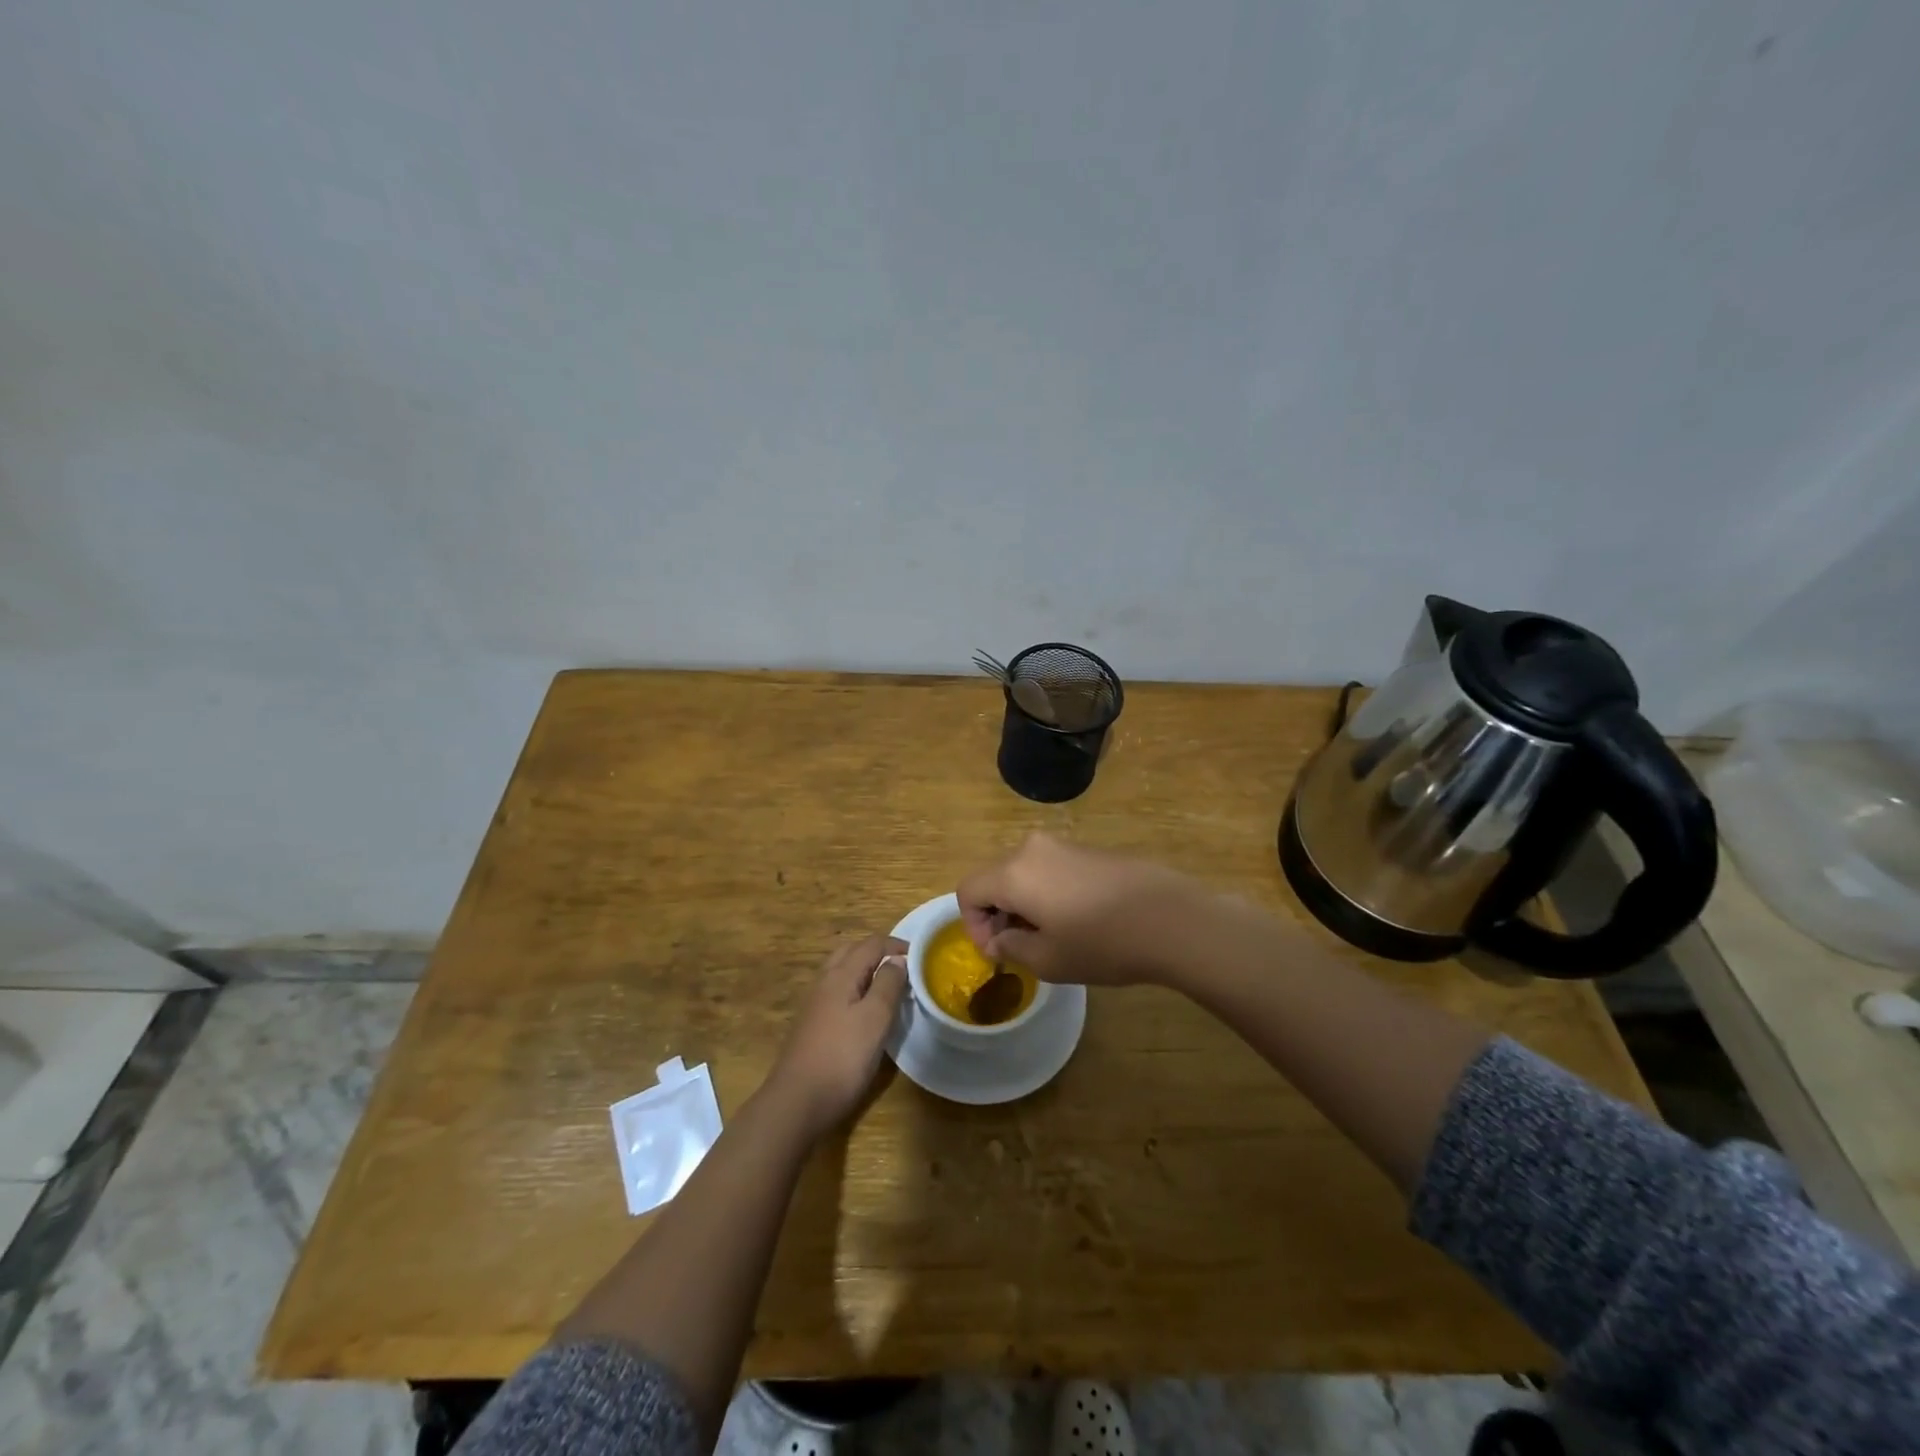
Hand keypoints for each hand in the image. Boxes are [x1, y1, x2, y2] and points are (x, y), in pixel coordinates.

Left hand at [765, 934, 906, 1140]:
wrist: (797, 1102)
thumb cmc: (842, 1057)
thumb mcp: (875, 1019)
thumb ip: (888, 984)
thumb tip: (897, 959)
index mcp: (841, 975)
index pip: (871, 944)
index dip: (896, 945)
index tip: (920, 957)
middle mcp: (825, 982)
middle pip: (852, 951)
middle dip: (878, 952)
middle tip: (903, 968)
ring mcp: (815, 1003)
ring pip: (842, 972)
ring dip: (866, 970)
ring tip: (888, 986)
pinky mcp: (812, 1024)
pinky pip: (837, 991)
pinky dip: (855, 988)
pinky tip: (865, 1011)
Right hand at [956, 833, 1205, 985]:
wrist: (1171, 918)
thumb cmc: (1102, 944)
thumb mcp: (1048, 959)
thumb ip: (1011, 947)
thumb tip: (1000, 938)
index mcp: (1013, 872)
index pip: (968, 890)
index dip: (972, 924)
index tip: (997, 952)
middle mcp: (1032, 849)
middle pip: (994, 877)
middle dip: (998, 913)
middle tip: (1019, 948)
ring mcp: (1063, 845)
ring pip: (1023, 872)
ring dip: (1023, 903)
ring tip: (1050, 936)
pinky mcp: (1089, 849)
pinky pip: (1050, 869)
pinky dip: (1047, 893)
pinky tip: (1078, 920)